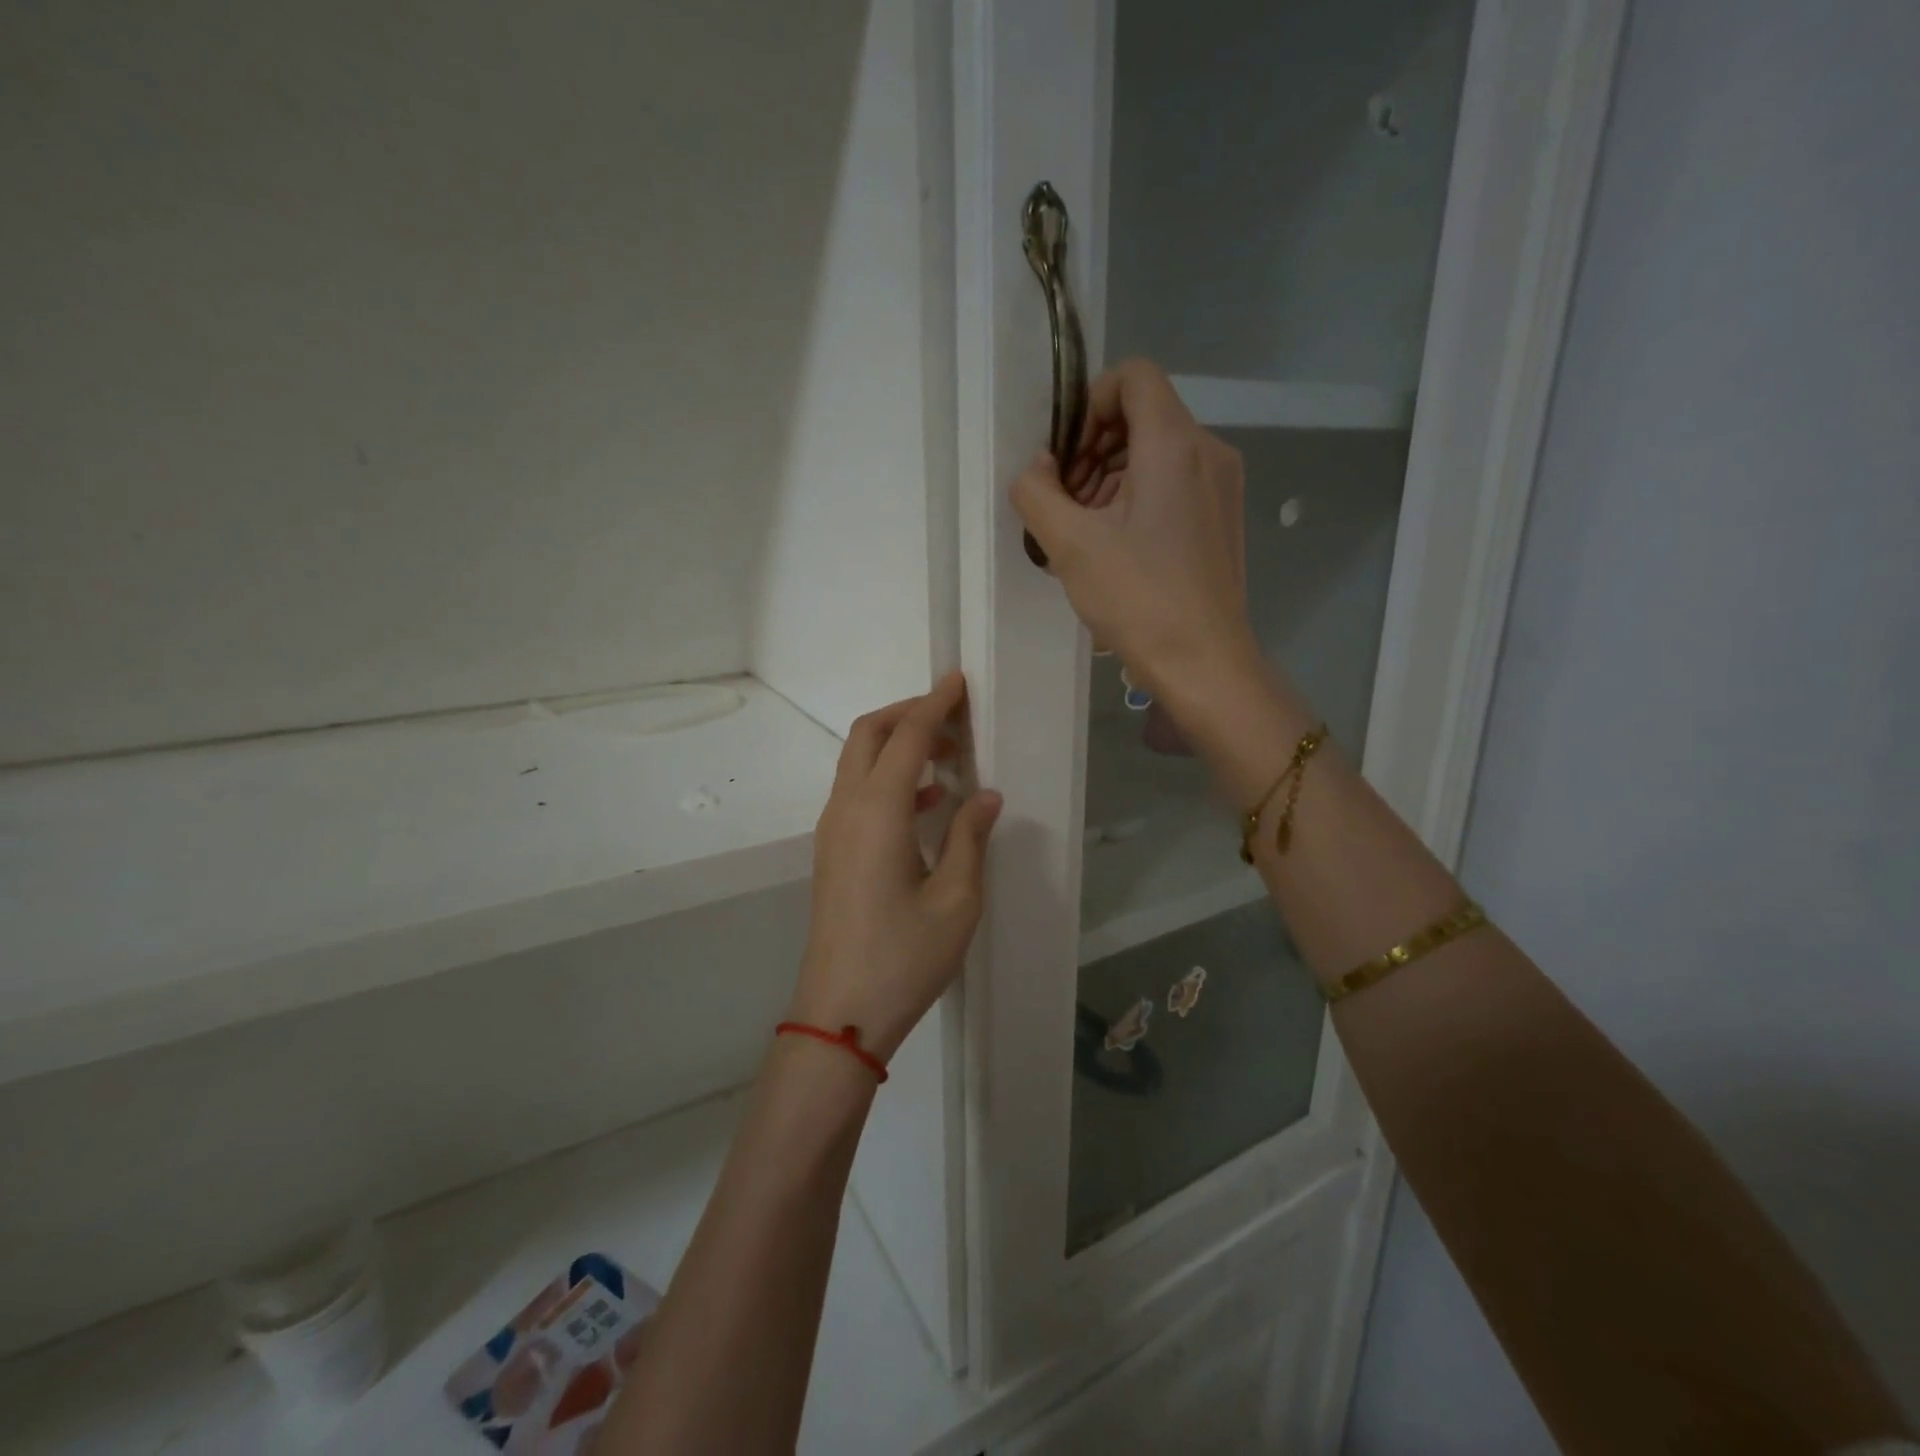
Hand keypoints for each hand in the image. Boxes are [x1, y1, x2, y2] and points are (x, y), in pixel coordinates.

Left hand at [787, 672, 1002, 1063]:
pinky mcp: (833, 852)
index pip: (906, 737)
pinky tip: (927, 802)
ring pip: (858, 763)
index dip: (934, 704)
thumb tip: (985, 795)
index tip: (958, 681)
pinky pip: (857, 793)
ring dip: (897, 746)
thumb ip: (969, 837)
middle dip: (907, 714)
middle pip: (868, 736)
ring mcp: (832, 831)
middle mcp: (846, 809)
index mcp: (877, 811)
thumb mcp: (956, 899)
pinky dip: (889, 779)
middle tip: (952, 716)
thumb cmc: (905, 957)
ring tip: (949, 757)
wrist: (841, 1013)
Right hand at [1010, 358, 1257, 698]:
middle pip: (1144, 415)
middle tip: (1066, 502)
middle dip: (1094, 447)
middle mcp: (1208, 451)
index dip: (1090, 404)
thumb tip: (1038, 467)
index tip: (1066, 457)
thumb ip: (1037, 491)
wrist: (1204, 663)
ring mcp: (1221, 486)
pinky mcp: (1223, 518)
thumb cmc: (1138, 599)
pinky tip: (1116, 547)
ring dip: (1111, 477)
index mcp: (1174, 444)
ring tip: (1085, 531)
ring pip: (1158, 452)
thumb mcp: (1070, 544)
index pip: (1133, 376)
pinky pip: (1175, 483)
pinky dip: (1139, 498)